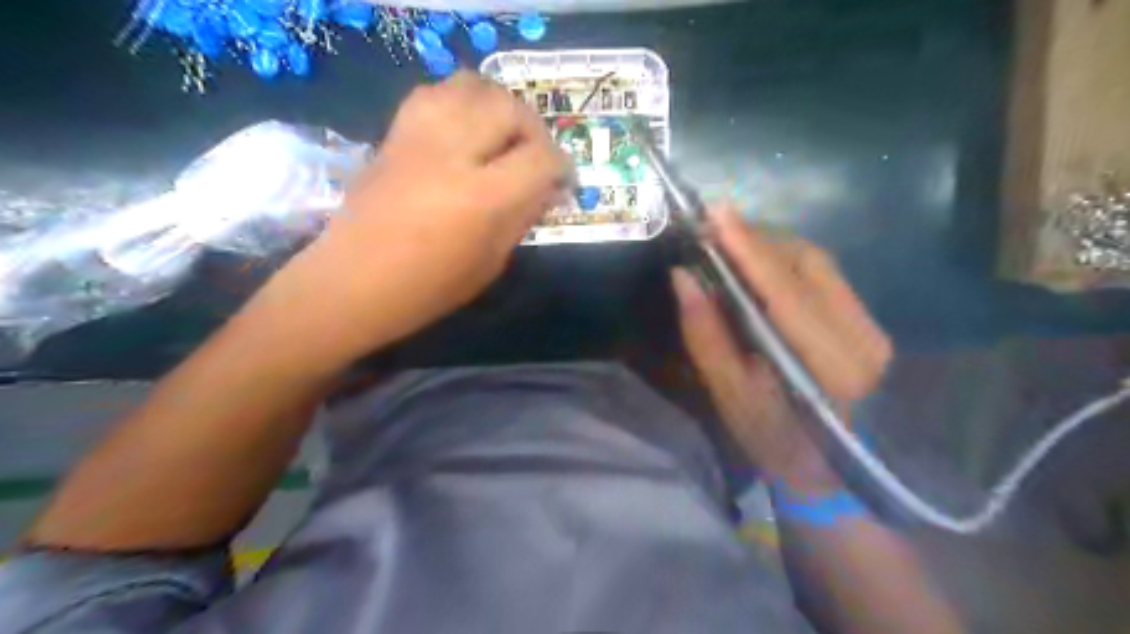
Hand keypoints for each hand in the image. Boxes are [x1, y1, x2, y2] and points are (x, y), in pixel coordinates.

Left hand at [260, 70, 568, 360]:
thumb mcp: (489, 263)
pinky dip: (462, 101)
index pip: (540, 158)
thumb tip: (546, 188)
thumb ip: (521, 217)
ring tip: (502, 135)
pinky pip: (435, 92)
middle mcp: (452, 154)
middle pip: (508, 108)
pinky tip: (465, 130)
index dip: (562, 166)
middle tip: (535, 156)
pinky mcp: (395, 133)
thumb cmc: (427, 289)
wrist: (351, 283)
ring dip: (498, 105)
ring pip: (471, 85)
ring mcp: (418, 137)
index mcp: (481, 198)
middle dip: (534, 129)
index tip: (564, 181)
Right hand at [669, 204, 892, 489]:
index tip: (715, 213)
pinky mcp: (866, 322)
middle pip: (806, 264)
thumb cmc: (774, 443)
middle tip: (712, 227)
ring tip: (728, 241)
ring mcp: (871, 327)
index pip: (785, 291)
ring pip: (817, 262)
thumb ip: (707, 336)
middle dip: (756, 239)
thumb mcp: (731, 398)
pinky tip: (757, 261)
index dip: (748, 249)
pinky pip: (822, 273)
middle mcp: (862, 338)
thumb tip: (683, 277)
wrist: (831, 472)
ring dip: (770, 245)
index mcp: (831, 367)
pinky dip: (785, 259)